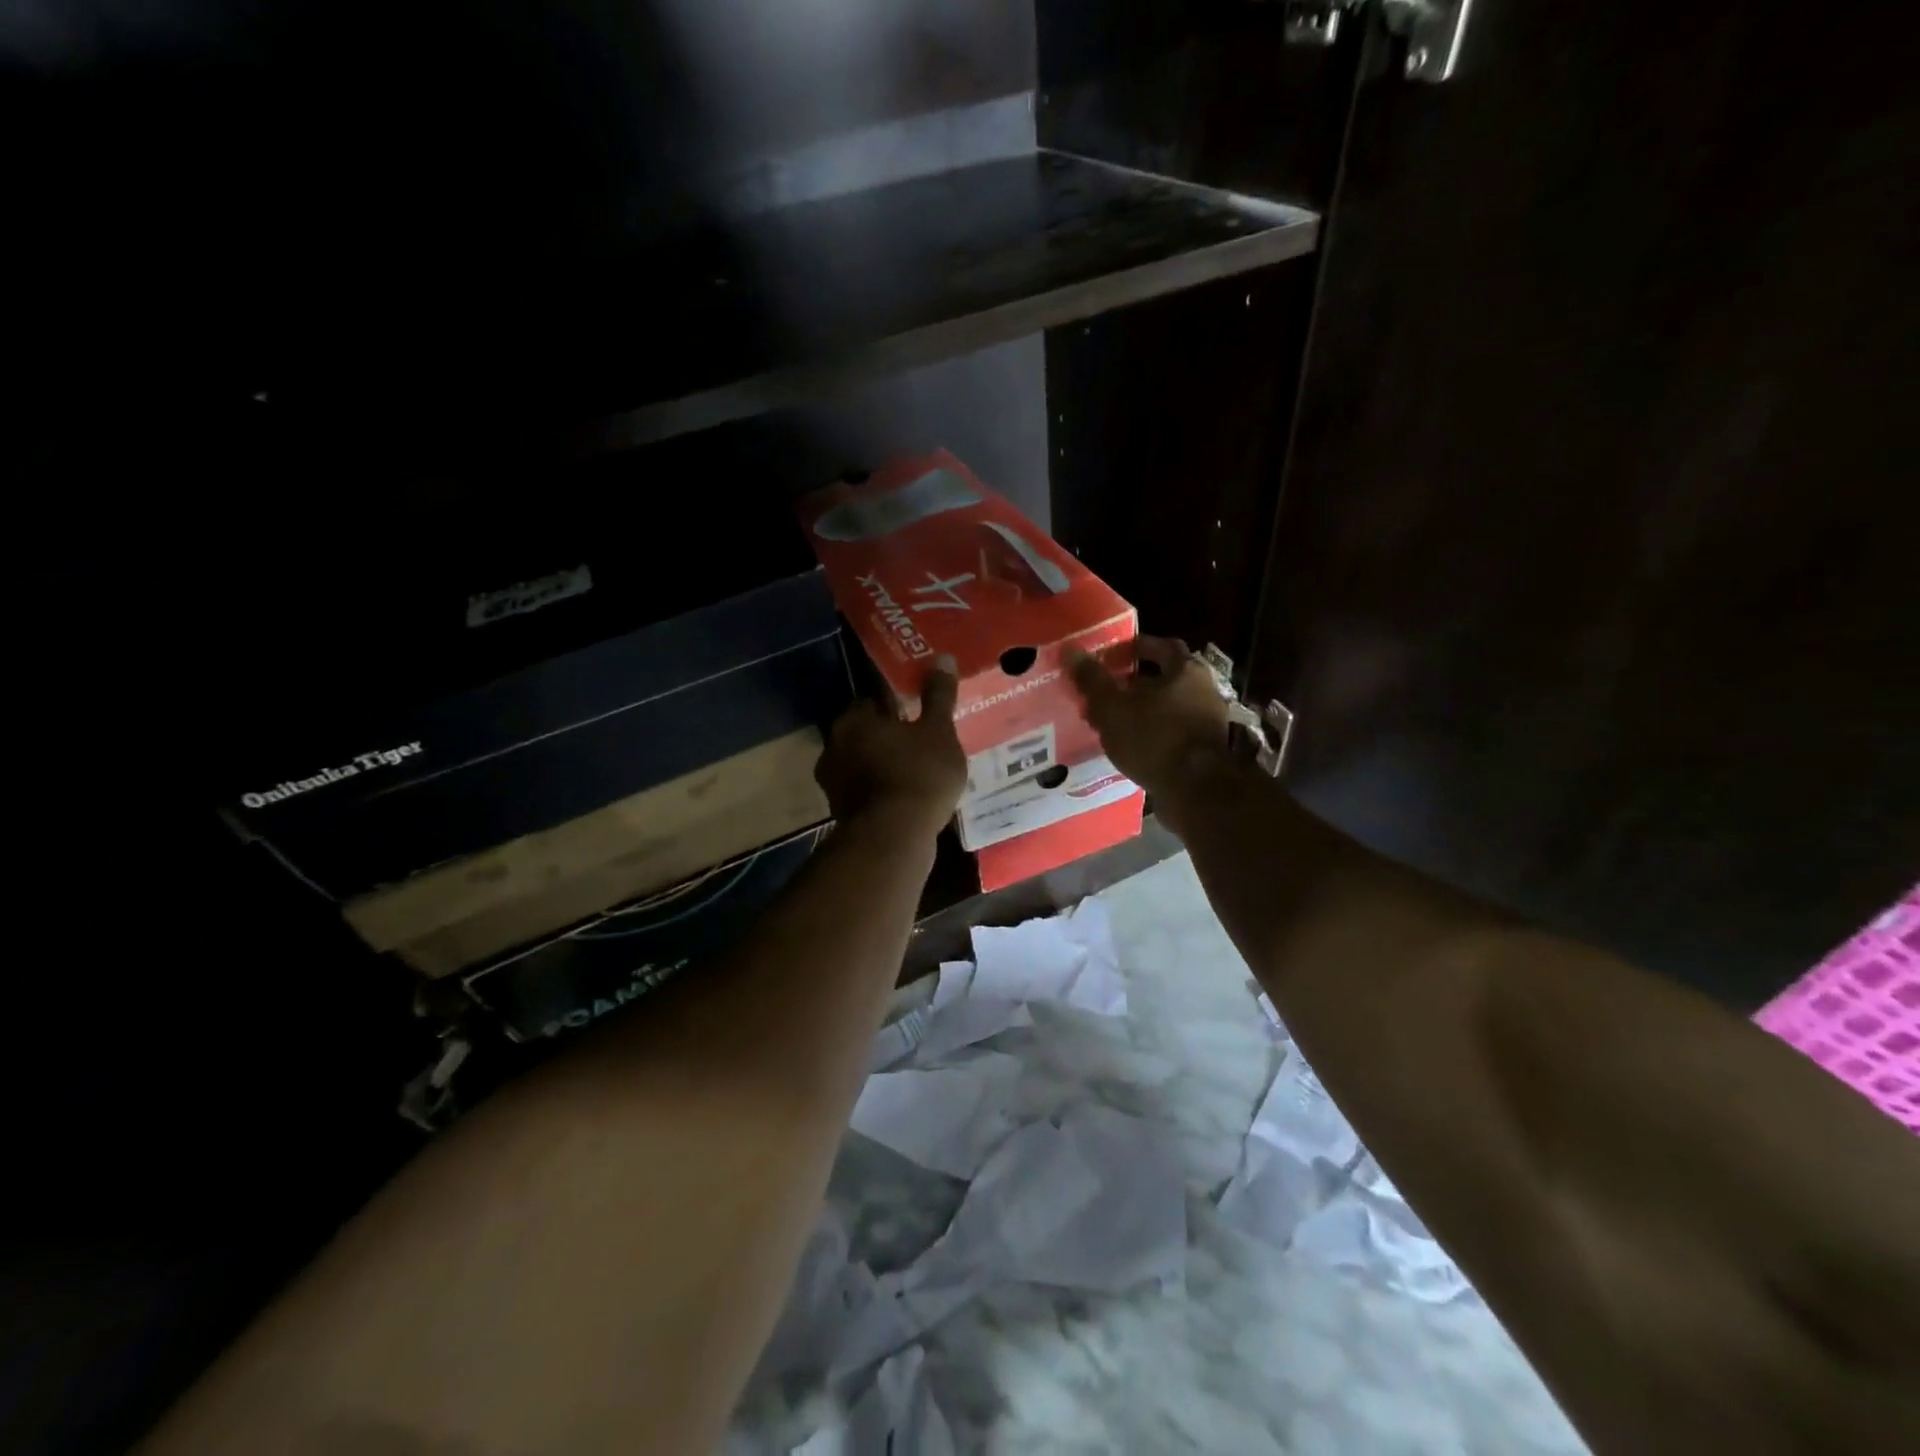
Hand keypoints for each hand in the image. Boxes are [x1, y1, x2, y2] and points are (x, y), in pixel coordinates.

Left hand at [815, 657, 967, 840]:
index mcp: (853, 720)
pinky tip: (905, 799)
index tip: (917, 713)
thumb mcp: (939, 731)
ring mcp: (833, 783)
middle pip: (865, 734)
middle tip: (920, 743)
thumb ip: (938, 696)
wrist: (894, 839)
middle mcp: (834, 747)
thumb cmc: (918, 775)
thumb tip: (943, 658)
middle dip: (888, 737)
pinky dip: (881, 792)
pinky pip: (866, 792)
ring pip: (863, 764)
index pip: (873, 701)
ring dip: (883, 765)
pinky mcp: (841, 813)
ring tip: (916, 772)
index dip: (896, 705)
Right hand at [1065, 636, 1232, 803]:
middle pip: (1167, 679)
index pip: (1163, 646)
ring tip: (1113, 722)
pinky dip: (1153, 735)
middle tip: (1107, 691)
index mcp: (1186, 671)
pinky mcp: (1206, 752)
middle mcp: (1204, 691)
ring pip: (1170, 708)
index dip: (1136, 647)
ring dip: (1144, 712)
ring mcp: (1208, 723)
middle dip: (1136, 683)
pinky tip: (1132, 747)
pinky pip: (1173, 734)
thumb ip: (1092, 680)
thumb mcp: (1113, 708)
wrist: (1197, 791)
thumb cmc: (1154, 738)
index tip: (1112, 656)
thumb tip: (1070, 650)